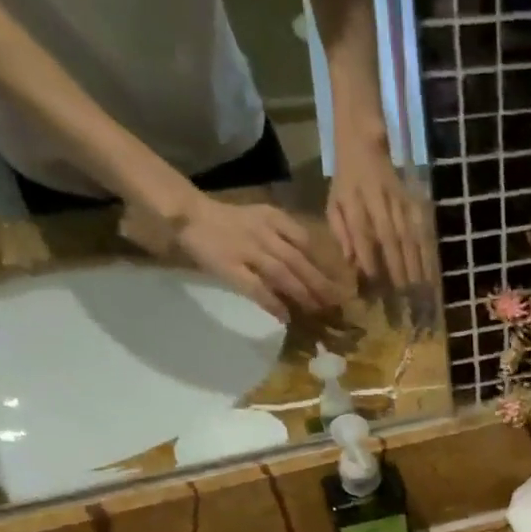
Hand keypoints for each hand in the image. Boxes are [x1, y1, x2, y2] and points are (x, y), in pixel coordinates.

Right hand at [167, 194, 345, 317]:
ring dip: (303, 294)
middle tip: (338, 305)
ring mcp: (247, 250)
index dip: (325, 264)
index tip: (341, 283)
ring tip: (317, 311)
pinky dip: (272, 303)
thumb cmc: (230, 222)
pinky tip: (285, 317)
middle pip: (299, 261)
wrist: (190, 214)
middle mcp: (263, 233)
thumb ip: (286, 238)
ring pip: (282, 274)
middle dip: (321, 284)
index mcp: (273, 219)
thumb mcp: (262, 219)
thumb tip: (316, 269)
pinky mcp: (230, 267)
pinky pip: (256, 288)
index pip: (306, 241)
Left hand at [327, 132, 428, 290]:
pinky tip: (431, 270)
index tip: (374, 281)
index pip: (360, 231)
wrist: (363, 142)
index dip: (367, 255)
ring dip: (416, 262)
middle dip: (397, 265)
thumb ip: (340, 231)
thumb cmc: (346, 181)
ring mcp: (398, 199)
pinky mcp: (412, 201)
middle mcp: (377, 199)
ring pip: (408, 233)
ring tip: (420, 287)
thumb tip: (350, 261)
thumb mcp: (334, 202)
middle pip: (389, 235)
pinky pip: (421, 229)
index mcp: (352, 200)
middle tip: (403, 292)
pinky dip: (427, 251)